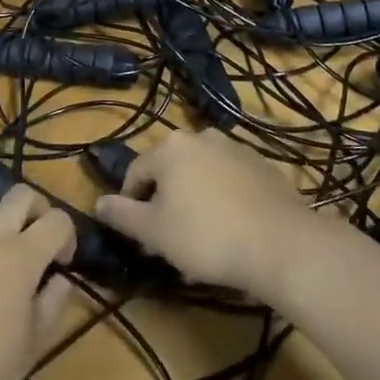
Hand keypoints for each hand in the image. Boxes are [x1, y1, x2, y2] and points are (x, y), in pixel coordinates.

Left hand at [0, 185, 76, 379]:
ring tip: (3, 267)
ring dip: (3, 229)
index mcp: (22, 254)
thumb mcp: (35, 341)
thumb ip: (54, 300)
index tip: (63, 262)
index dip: (68, 236)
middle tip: (38, 243)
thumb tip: (61, 279)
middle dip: (37, 210)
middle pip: (21, 194)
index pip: (58, 219)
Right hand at [95, 129, 322, 295]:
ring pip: (202, 175)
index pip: (136, 172)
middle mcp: (202, 137)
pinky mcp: (264, 166)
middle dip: (165, 203)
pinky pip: (230, 181)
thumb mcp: (154, 232)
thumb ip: (122, 215)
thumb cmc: (207, 236)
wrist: (282, 243)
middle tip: (168, 240)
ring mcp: (236, 148)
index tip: (138, 236)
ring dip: (194, 200)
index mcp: (170, 147)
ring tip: (201, 240)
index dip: (130, 204)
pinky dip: (223, 200)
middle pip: (170, 171)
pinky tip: (231, 230)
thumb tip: (98, 203)